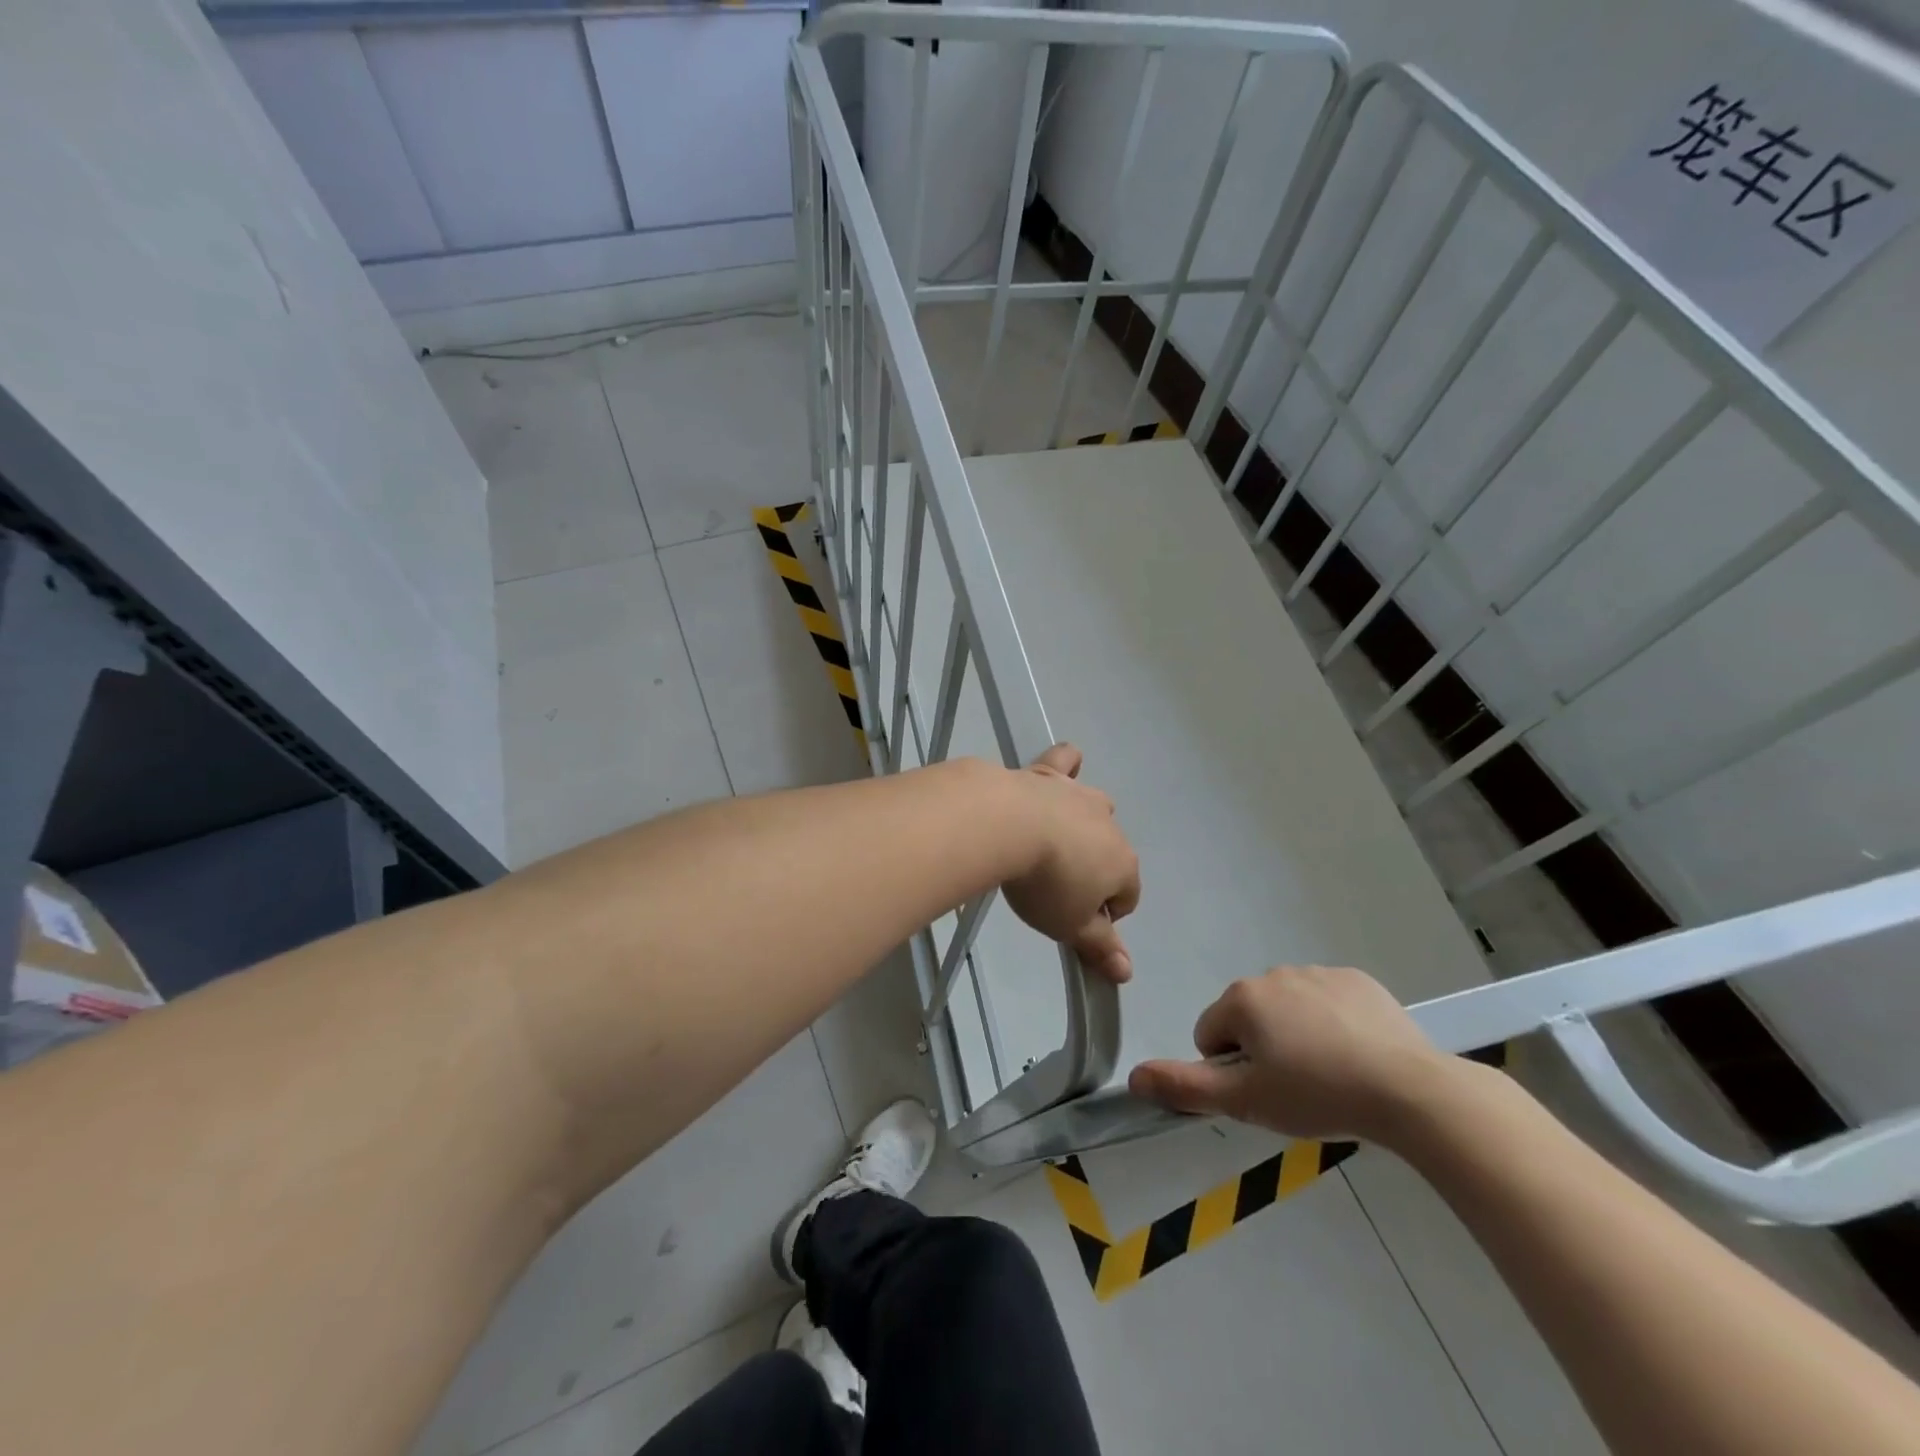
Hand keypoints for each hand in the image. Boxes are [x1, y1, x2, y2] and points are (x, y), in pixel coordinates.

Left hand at [1000, 744, 1139, 983]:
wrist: (1007, 825)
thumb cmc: (1045, 883)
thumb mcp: (1069, 925)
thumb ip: (1099, 947)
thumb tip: (1127, 974)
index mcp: (1123, 863)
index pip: (1127, 896)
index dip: (1103, 914)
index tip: (1072, 921)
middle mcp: (1109, 824)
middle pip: (1110, 852)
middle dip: (1091, 869)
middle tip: (1053, 887)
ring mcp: (1080, 795)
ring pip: (1095, 808)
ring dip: (1082, 824)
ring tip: (1050, 841)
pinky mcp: (1049, 773)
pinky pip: (1067, 762)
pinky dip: (1067, 766)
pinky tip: (1061, 769)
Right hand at [1128, 965, 1449, 1142]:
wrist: (1409, 1090)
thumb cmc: (1317, 1095)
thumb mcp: (1245, 1103)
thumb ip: (1185, 1087)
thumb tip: (1133, 1077)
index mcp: (1242, 999)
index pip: (1210, 1035)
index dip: (1230, 1071)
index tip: (1265, 1094)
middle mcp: (1273, 974)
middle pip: (1248, 1018)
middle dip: (1263, 1049)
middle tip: (1297, 1088)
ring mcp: (1318, 973)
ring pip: (1287, 1009)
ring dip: (1295, 1035)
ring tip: (1331, 1074)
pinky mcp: (1357, 980)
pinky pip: (1326, 1001)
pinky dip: (1331, 1023)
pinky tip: (1356, 1053)